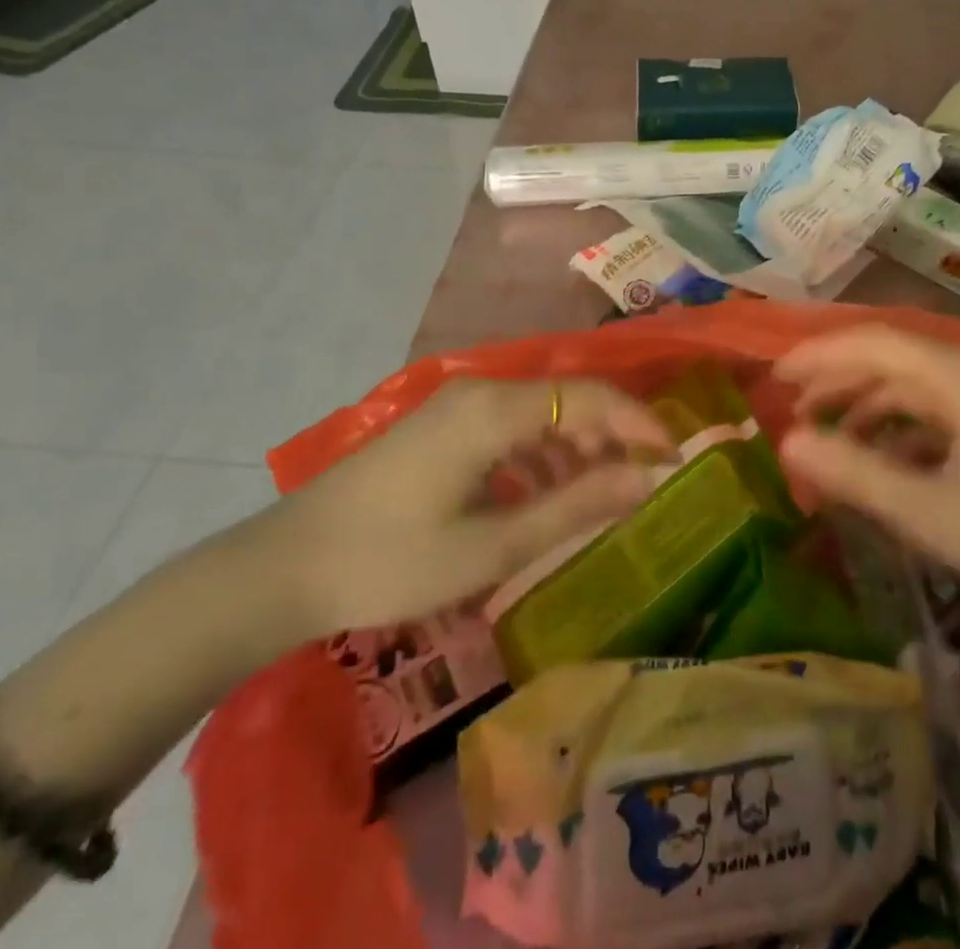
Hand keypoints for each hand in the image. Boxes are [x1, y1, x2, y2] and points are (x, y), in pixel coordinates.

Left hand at [257, 377, 672, 637]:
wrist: (283, 569)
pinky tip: (544, 497)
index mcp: (493, 409)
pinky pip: (510, 427)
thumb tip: (647, 480)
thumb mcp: (492, 545)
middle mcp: (480, 390)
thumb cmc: (392, 561)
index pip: (588, 398)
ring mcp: (457, 405)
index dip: (639, 423)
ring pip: (540, 412)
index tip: (676, 459)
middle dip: (612, 435)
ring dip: (576, 447)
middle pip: (566, 398)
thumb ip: (576, 506)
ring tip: (601, 495)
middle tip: (644, 482)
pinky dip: (540, 456)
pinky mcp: (442, 426)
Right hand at [774, 326, 959, 625]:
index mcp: (958, 375)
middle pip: (888, 358)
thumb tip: (788, 442)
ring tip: (824, 437)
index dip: (819, 355)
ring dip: (862, 405)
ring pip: (907, 385)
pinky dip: (894, 428)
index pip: (872, 343)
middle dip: (835, 380)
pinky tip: (875, 459)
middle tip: (791, 410)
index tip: (775, 378)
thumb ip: (854, 473)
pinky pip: (930, 411)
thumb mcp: (928, 511)